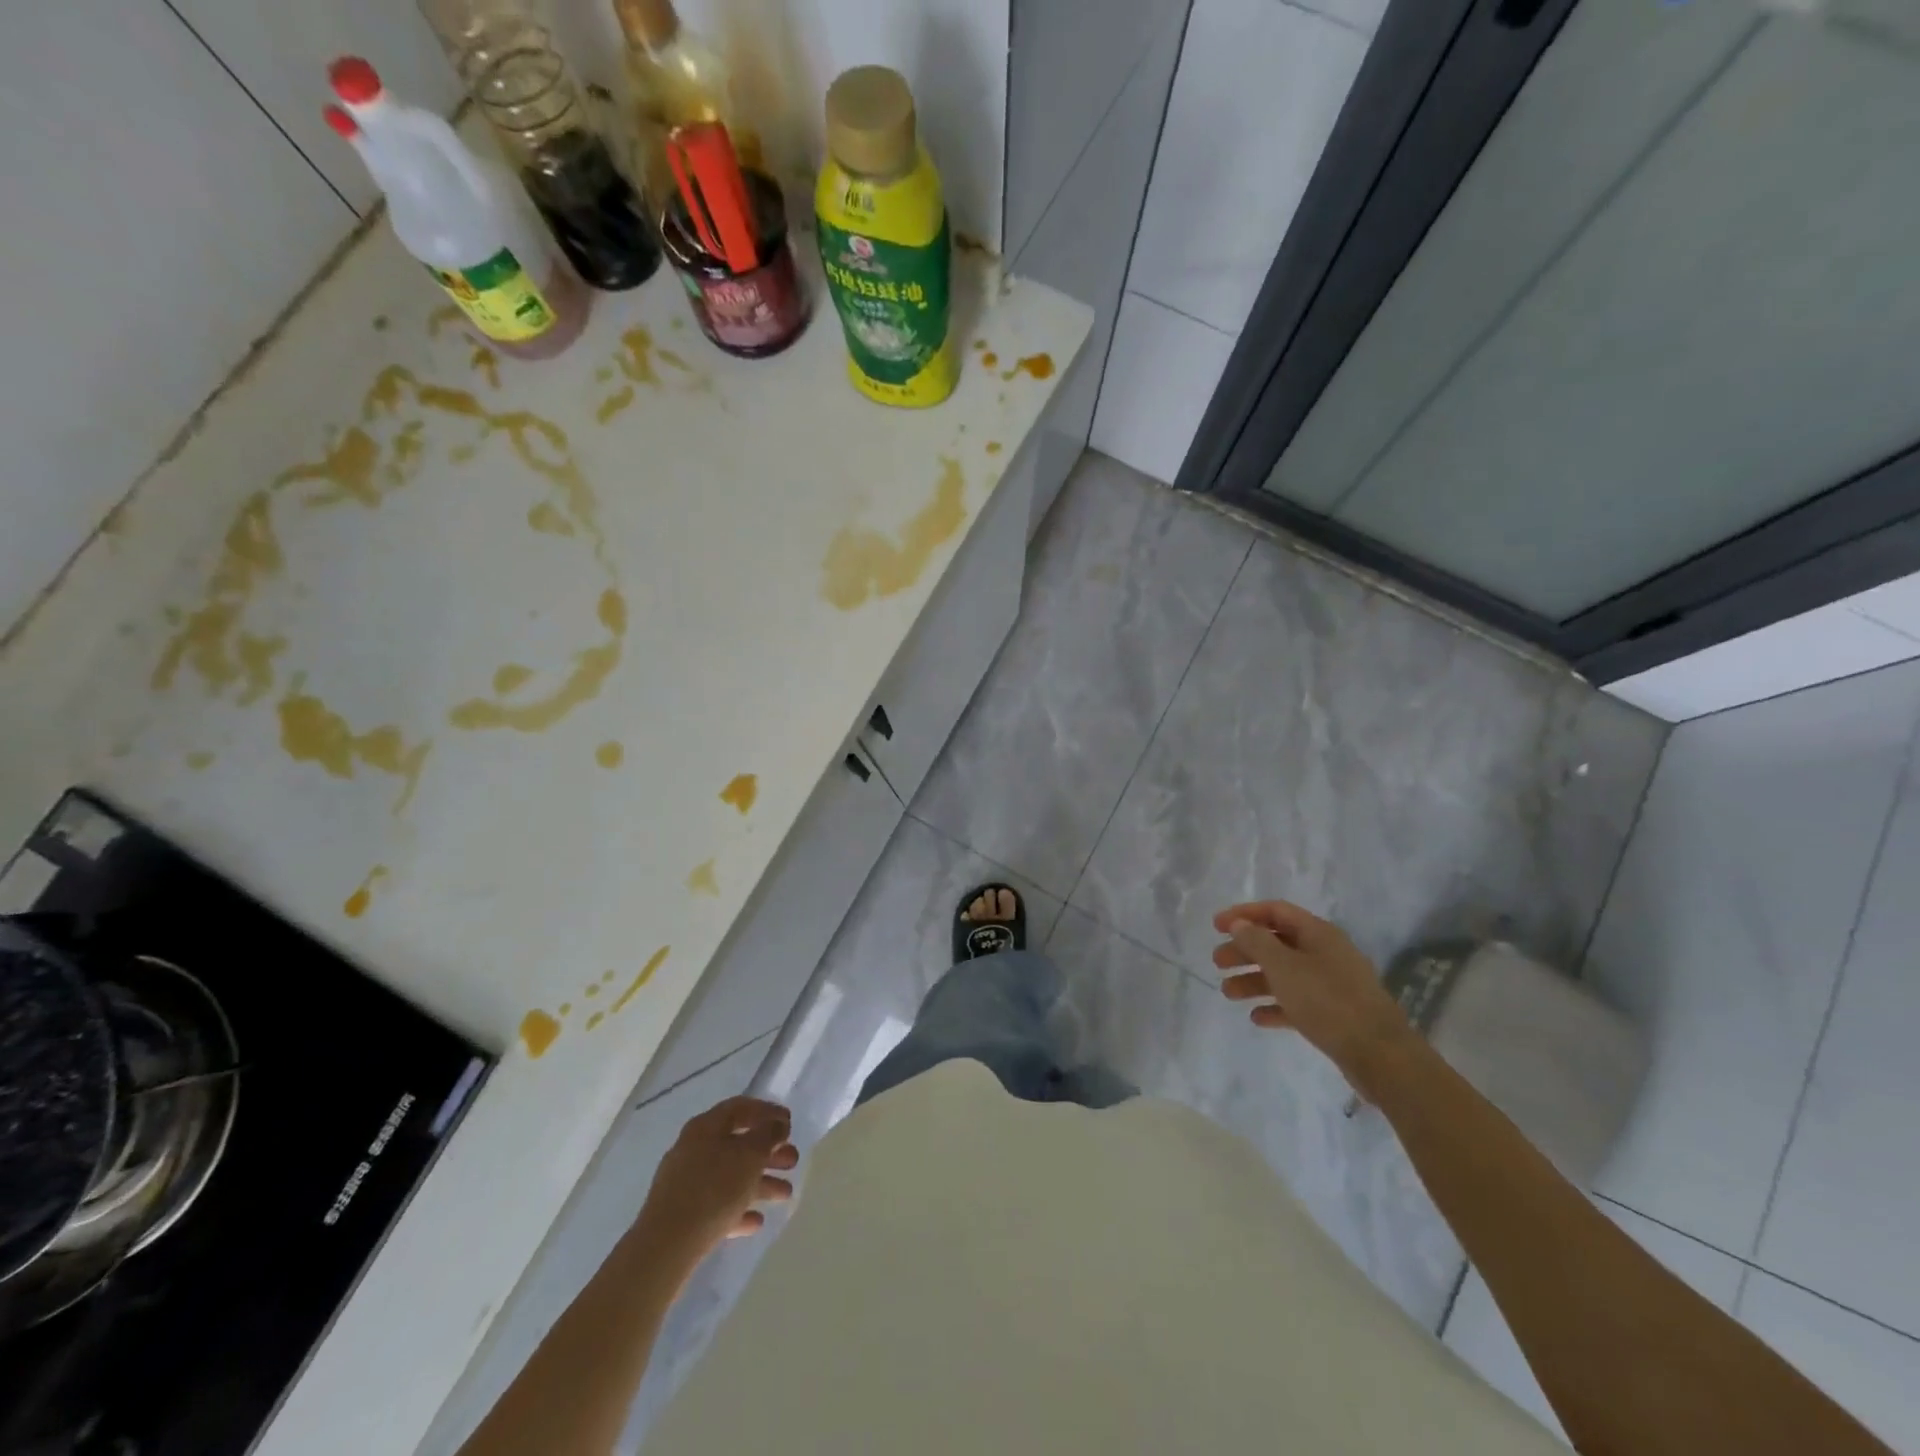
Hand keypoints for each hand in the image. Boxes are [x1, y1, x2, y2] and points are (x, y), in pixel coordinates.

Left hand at [637, 1097, 797, 1269]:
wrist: (665, 1247)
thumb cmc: (713, 1190)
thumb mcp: (750, 1155)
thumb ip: (768, 1135)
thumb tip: (777, 1125)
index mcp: (706, 1127)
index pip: (741, 1108)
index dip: (768, 1112)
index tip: (790, 1123)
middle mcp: (694, 1149)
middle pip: (738, 1144)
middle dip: (768, 1152)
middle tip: (793, 1161)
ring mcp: (686, 1182)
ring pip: (730, 1176)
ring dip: (760, 1182)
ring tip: (785, 1195)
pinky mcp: (682, 1215)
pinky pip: (717, 1205)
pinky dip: (739, 1209)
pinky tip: (756, 1222)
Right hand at [1211, 901, 1416, 1097]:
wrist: (1380, 1055)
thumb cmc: (1327, 1001)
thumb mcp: (1284, 967)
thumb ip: (1257, 942)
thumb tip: (1240, 924)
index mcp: (1318, 933)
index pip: (1275, 911)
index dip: (1244, 914)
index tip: (1216, 926)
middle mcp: (1325, 953)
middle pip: (1277, 943)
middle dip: (1245, 950)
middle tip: (1218, 962)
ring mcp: (1332, 984)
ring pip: (1284, 974)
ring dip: (1254, 980)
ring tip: (1228, 993)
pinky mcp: (1335, 1014)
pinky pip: (1297, 1002)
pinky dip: (1275, 1006)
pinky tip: (1257, 1018)